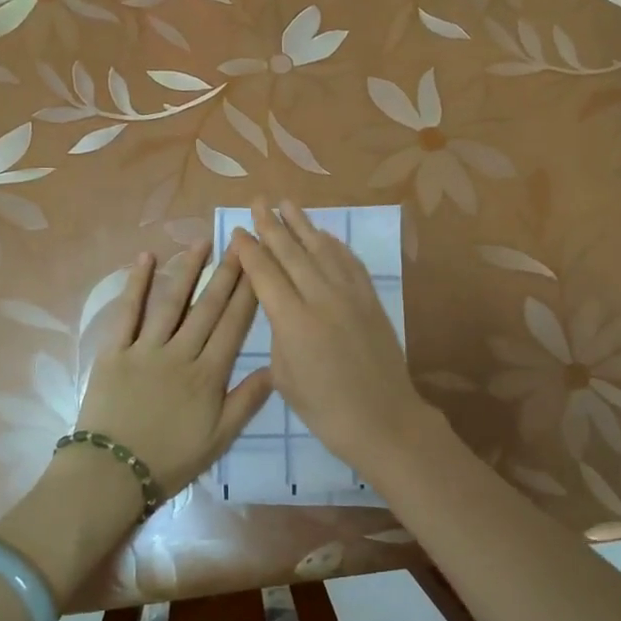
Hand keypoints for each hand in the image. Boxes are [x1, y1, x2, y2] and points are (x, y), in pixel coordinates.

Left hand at [74, 243, 273, 495]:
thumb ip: (247, 401)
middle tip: (239, 244)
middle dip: (226, 274)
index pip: (233, 326)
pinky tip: (146, 258)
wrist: (112, 473)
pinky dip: (136, 284)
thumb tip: (275, 367)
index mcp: (208, 375)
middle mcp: (180, 353)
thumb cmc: (170, 459)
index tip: (259, 267)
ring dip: (188, 270)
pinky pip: (127, 312)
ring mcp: (145, 348)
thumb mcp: (219, 439)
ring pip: (171, 302)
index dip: (248, 295)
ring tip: (202, 242)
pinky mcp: (114, 350)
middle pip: (207, 308)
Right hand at [230, 198, 438, 473]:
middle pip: (291, 253)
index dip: (249, 250)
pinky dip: (334, 244)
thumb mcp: (285, 376)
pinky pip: (349, 262)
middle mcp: (321, 298)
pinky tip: (325, 235)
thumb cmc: (324, 409)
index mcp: (293, 321)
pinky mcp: (371, 299)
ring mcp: (350, 295)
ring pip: (322, 249)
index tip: (237, 230)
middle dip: (272, 225)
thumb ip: (278, 334)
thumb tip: (279, 307)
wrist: (383, 419)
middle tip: (258, 201)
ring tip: (287, 203)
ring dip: (303, 224)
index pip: (265, 274)